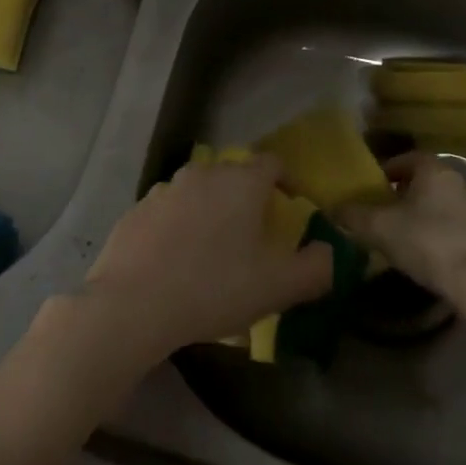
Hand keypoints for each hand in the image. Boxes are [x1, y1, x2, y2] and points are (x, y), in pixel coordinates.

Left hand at [81, 155, 334, 363]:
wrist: (133, 301)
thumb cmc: (214, 288)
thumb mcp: (277, 287)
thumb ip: (315, 268)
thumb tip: (331, 252)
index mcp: (241, 183)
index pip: (272, 163)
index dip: (287, 181)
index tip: (293, 206)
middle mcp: (203, 173)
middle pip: (234, 174)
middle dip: (249, 197)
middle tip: (256, 233)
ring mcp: (166, 188)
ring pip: (200, 190)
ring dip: (212, 210)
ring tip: (216, 249)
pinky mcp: (138, 208)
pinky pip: (170, 209)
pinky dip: (180, 224)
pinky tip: (177, 259)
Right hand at [336, 153, 465, 296]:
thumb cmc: (424, 240)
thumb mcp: (378, 227)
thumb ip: (353, 215)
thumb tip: (332, 209)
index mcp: (434, 170)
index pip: (408, 158)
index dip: (389, 170)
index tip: (375, 187)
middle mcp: (459, 181)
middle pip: (427, 181)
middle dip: (406, 193)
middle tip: (386, 210)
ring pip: (443, 204)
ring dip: (426, 213)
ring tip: (405, 234)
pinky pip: (457, 226)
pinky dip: (442, 232)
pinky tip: (428, 252)